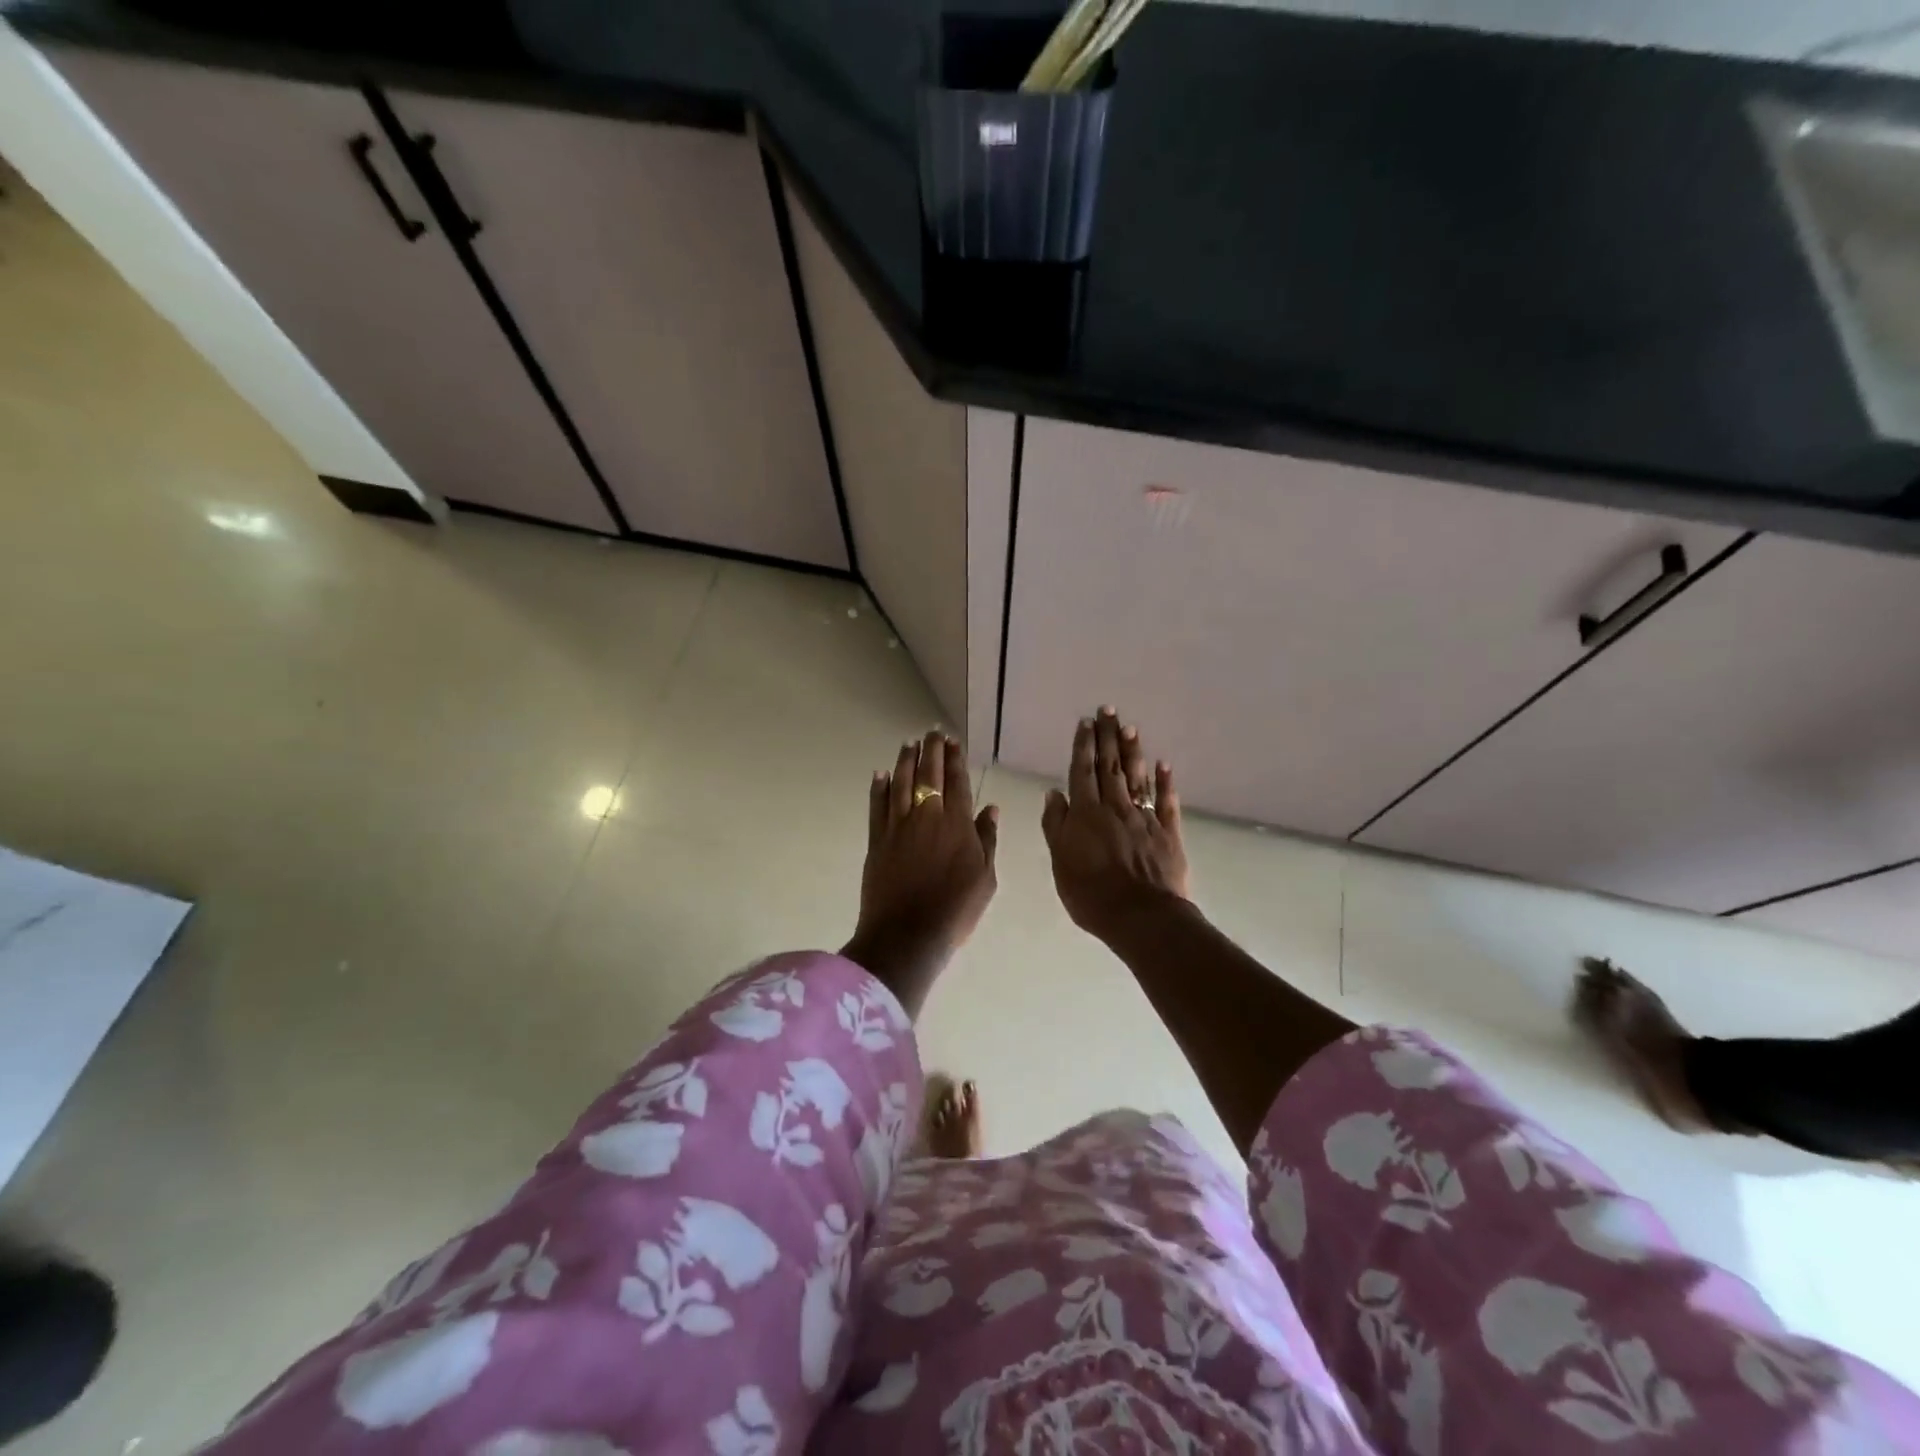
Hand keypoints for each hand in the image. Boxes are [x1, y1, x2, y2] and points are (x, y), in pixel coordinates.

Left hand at [842, 730, 998, 1015]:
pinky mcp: (877, 840)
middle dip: (931, 750)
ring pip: (901, 783)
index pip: (957, 782)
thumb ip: (987, 839)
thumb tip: (990, 808)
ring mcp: (898, 826)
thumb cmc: (955, 910)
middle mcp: (927, 816)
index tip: (954, 742)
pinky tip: (881, 774)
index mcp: (957, 824)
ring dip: (905, 760)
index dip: (955, 759)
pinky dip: (879, 787)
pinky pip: (877, 806)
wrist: (908, 934)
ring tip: (910, 743)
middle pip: (928, 774)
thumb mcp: (985, 878)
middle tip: (933, 733)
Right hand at [1041, 708, 1189, 943]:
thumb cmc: (1091, 894)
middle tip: (1108, 709)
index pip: (1082, 772)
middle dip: (1107, 737)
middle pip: (1110, 766)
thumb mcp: (1060, 861)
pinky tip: (1163, 764)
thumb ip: (1056, 825)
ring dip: (1133, 751)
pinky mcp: (1168, 833)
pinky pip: (1166, 802)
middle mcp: (1115, 807)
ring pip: (1136, 778)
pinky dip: (1164, 782)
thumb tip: (1053, 793)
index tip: (1086, 722)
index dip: (1083, 746)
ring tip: (1130, 727)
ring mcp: (1144, 818)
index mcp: (1086, 814)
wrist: (1141, 916)